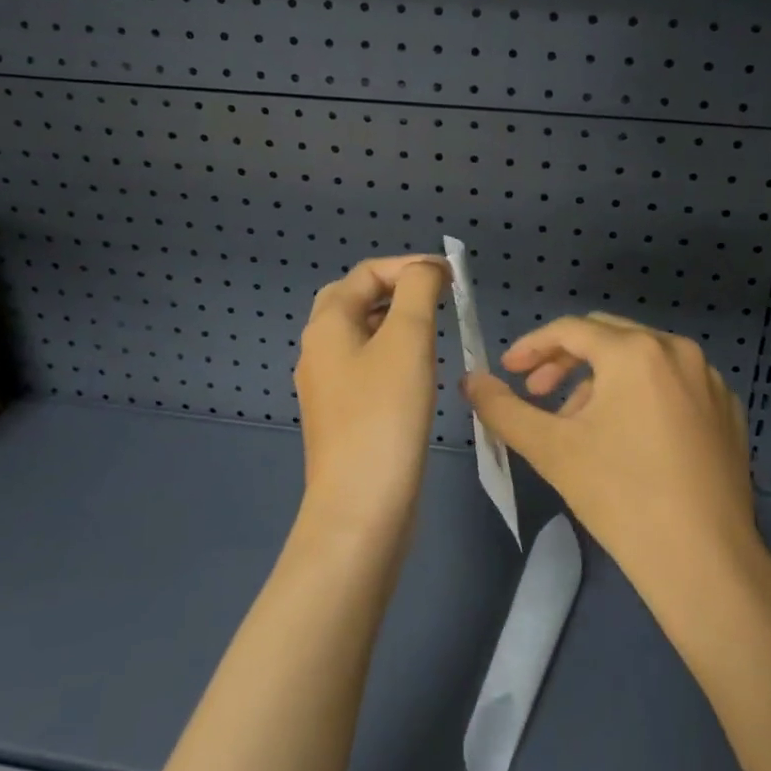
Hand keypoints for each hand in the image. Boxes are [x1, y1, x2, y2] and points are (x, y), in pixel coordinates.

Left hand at [294, 256, 449, 534]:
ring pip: (361, 334)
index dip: (409, 265)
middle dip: (397, 289)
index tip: (452, 276)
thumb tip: (425, 270)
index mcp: (327, 325)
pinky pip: (365, 366)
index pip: (366, 273)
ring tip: (435, 327)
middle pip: (355, 299)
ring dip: (396, 320)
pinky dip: (392, 352)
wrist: (361, 506)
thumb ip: (417, 291)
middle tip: (437, 296)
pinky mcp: (342, 415)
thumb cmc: (385, 413)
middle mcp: (318, 349)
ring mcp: (326, 385)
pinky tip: (419, 370)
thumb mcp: (407, 339)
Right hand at [462, 313, 764, 615]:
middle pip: (607, 336)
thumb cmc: (621, 497)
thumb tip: (471, 380)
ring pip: (641, 359)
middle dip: (565, 360)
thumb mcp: (551, 449)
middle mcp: (678, 350)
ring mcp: (710, 379)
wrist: (705, 562)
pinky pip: (673, 384)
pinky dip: (642, 395)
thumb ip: (503, 408)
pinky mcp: (728, 410)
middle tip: (537, 392)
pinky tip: (629, 437)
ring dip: (602, 379)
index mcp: (636, 351)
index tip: (507, 370)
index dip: (532, 346)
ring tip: (580, 424)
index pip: (571, 330)